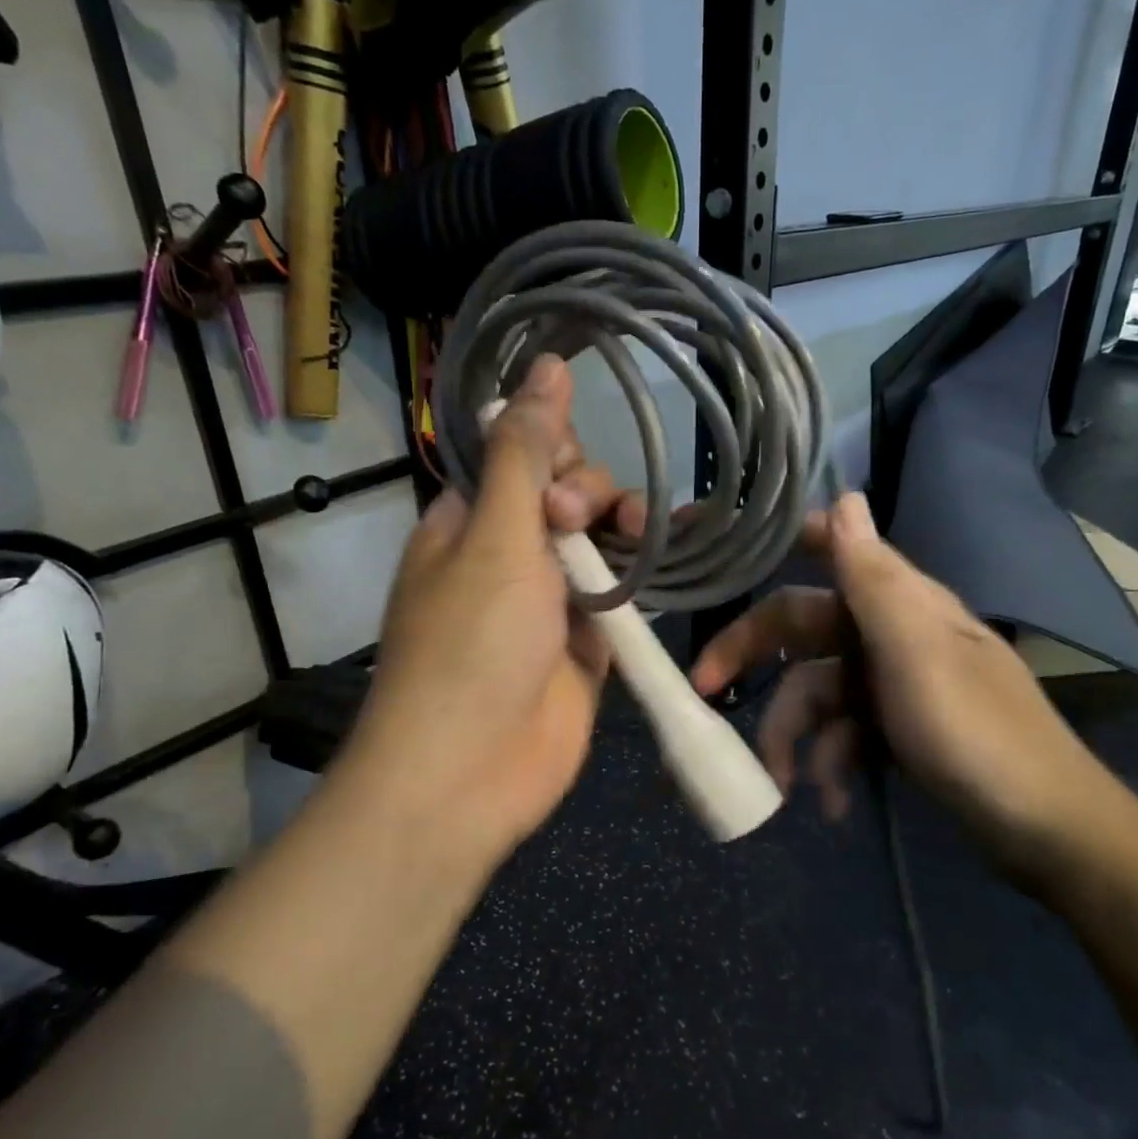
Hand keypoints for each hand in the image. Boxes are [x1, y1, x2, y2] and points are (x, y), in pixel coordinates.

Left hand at [337, 356, 618, 864]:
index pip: (515, 458)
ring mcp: (548, 603)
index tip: (564, 462)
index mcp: (466, 524)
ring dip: (622, 529)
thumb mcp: (495, 537)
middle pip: (563, 497)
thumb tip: (547, 366)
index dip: (548, 448)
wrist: (471, 772)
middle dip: (584, 494)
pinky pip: (619, 594)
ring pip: (597, 543)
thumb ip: (526, 453)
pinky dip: (641, 575)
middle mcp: (506, 557)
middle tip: (576, 522)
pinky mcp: (585, 644)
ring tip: (638, 538)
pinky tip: (670, 552)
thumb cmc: (471, 644)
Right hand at [691, 492, 1129, 893]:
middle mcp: (891, 633)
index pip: (829, 549)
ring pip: (815, 691)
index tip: (716, 549)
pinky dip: (830, 765)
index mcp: (898, 602)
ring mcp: (893, 684)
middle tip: (702, 689)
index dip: (774, 540)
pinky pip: (843, 734)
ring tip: (786, 787)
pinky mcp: (896, 729)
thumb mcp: (916, 654)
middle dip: (752, 657)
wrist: (1048, 834)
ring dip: (795, 736)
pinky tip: (833, 804)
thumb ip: (875, 579)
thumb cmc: (977, 736)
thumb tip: (846, 493)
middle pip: (801, 627)